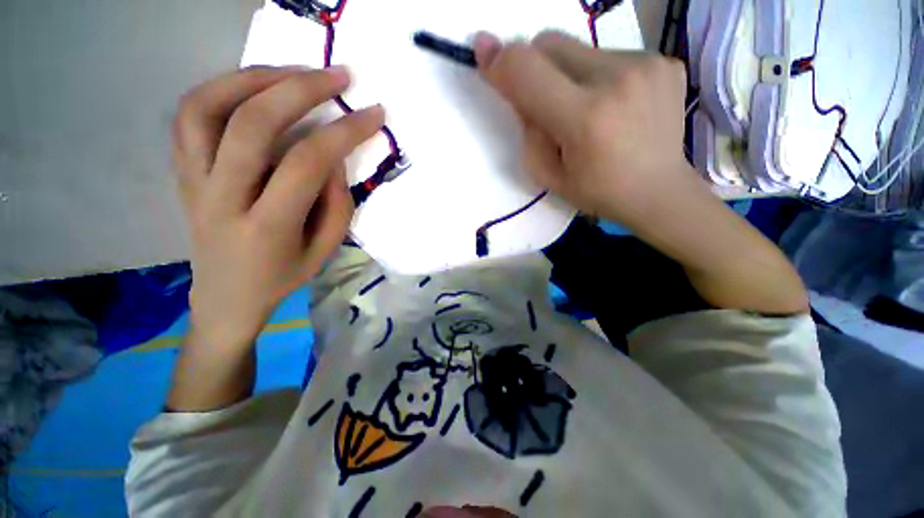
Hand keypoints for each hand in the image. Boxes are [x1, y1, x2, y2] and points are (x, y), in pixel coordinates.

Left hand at [173, 66, 383, 348]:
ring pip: (208, 107)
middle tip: (338, 76)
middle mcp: (221, 197)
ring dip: (255, 77)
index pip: (307, 163)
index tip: (373, 114)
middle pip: (252, 123)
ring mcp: (193, 180)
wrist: (227, 296)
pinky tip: (255, 86)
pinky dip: (222, 88)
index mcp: (267, 226)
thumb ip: (337, 204)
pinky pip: (190, 115)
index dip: (344, 132)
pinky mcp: (182, 171)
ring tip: (295, 71)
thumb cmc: (283, 276)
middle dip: (301, 89)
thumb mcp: (325, 250)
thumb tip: (335, 156)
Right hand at [473, 31, 695, 226]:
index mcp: (584, 119)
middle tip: (542, 99)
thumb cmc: (596, 191)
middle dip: (534, 66)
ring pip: (579, 47)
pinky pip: (609, 54)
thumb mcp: (547, 173)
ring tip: (586, 110)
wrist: (658, 190)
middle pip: (552, 42)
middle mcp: (617, 80)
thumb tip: (520, 89)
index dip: (500, 60)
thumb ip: (528, 130)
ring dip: (567, 74)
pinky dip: (597, 76)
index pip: (529, 72)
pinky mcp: (664, 61)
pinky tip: (612, 106)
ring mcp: (647, 65)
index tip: (484, 53)